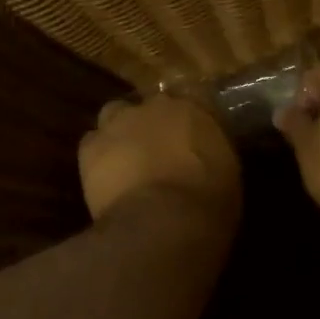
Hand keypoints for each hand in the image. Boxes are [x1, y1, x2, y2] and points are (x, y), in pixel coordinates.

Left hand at [79, 94, 241, 231]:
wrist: (163, 221)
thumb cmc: (208, 202)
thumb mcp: (228, 175)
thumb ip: (214, 154)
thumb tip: (206, 157)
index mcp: (197, 108)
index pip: (196, 97)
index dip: (192, 117)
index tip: (194, 135)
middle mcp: (157, 105)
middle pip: (152, 104)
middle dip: (154, 122)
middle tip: (159, 148)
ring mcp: (120, 122)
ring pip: (116, 115)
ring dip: (121, 132)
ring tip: (127, 158)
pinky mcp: (91, 147)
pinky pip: (92, 143)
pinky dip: (99, 156)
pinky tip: (106, 176)